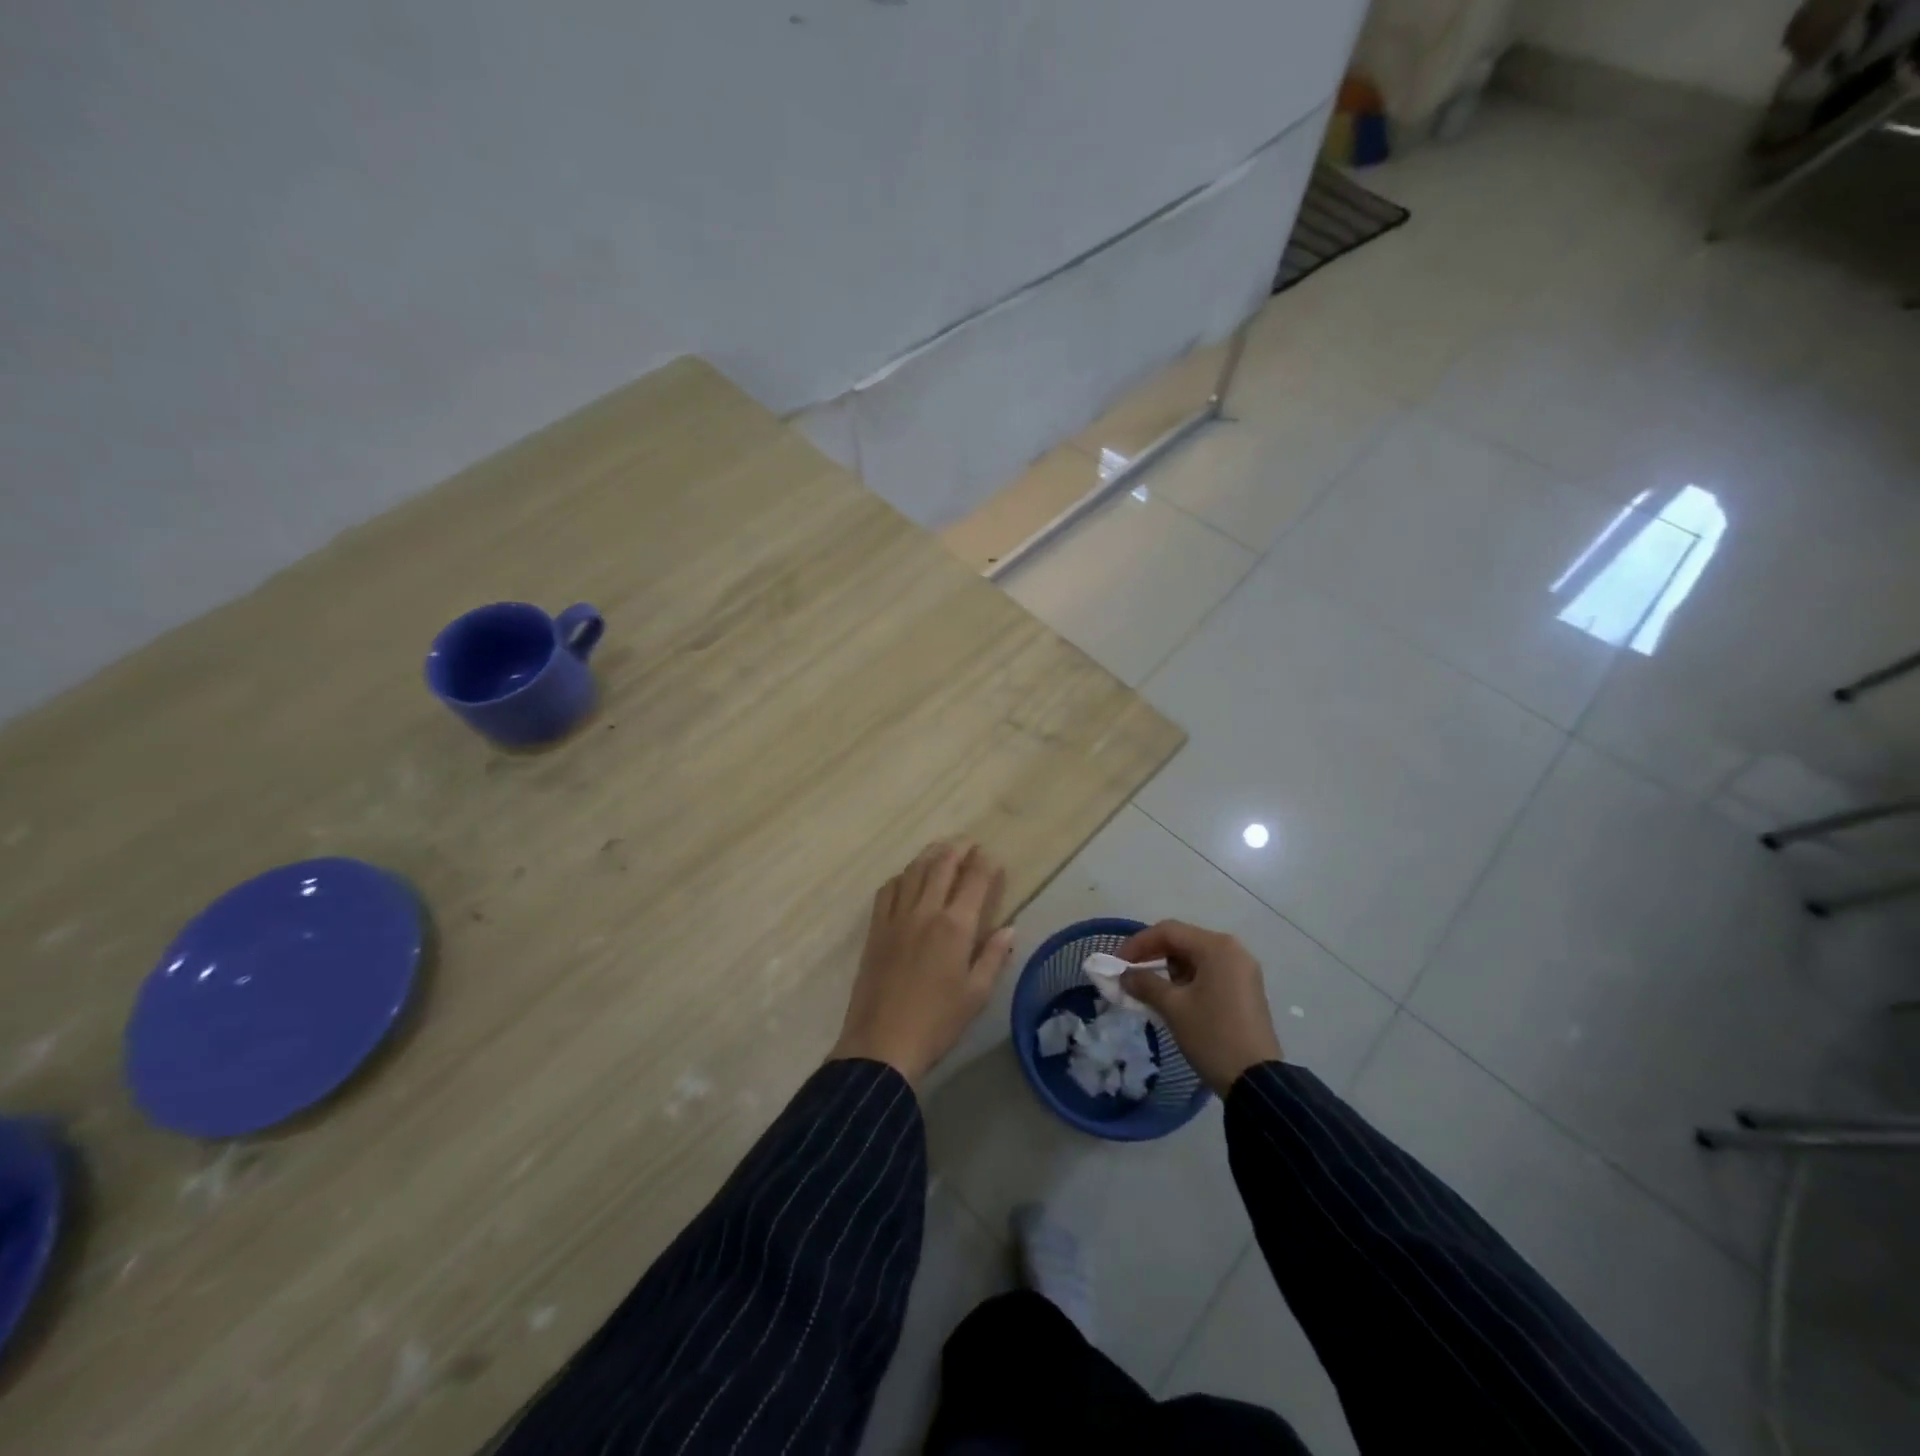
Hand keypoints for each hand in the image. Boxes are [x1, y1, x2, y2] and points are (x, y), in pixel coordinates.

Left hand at [831, 842, 1016, 1087]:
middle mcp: (926, 911)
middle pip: (942, 866)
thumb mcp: (976, 995)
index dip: (985, 864)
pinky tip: (907, 877)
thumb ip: (993, 957)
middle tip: (968, 842)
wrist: (882, 1043)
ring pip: (914, 872)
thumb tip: (1009, 928)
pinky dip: (902, 876)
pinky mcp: (876, 929)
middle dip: (958, 850)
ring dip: (930, 855)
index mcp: (955, 926)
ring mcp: (897, 917)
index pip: (974, 881)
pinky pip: (888, 890)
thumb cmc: (937, 1023)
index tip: (992, 856)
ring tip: (941, 849)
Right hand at [1115, 920, 1280, 1096]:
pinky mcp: (1245, 988)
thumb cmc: (1212, 1036)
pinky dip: (1188, 980)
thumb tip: (1124, 975)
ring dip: (1169, 969)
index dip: (1138, 944)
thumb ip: (1145, 983)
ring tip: (1150, 990)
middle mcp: (1233, 950)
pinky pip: (1209, 972)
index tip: (1118, 964)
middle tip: (1130, 975)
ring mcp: (1242, 969)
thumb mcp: (1173, 1008)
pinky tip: (1174, 998)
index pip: (1168, 931)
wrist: (1257, 1082)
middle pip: (1183, 941)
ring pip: (1195, 957)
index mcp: (1217, 947)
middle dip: (1153, 956)